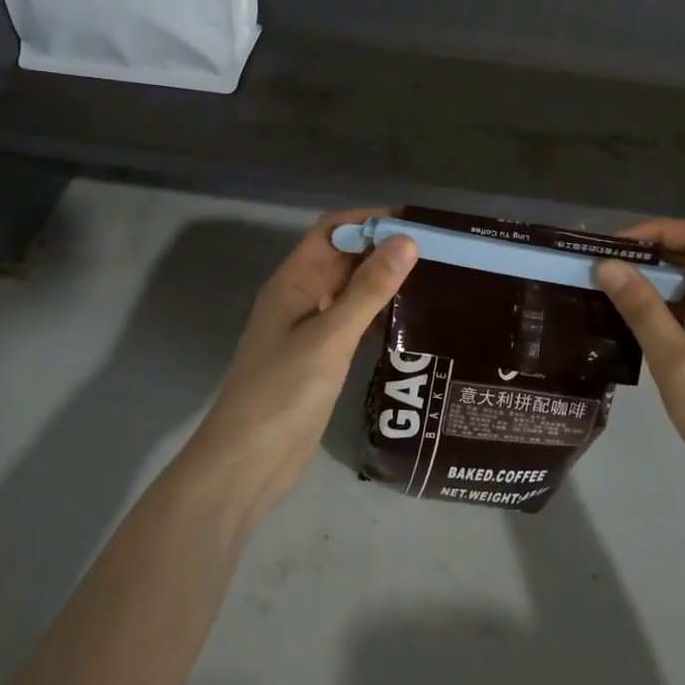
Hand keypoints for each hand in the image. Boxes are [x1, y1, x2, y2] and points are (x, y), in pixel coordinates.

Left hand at [184, 209, 417, 519]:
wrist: (247, 464)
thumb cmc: (283, 392)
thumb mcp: (330, 337)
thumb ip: (369, 289)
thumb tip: (407, 240)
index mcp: (293, 282)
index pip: (332, 231)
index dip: (369, 219)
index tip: (415, 221)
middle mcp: (301, 298)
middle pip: (343, 258)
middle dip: (382, 247)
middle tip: (436, 250)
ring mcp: (310, 330)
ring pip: (350, 290)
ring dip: (383, 280)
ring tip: (432, 277)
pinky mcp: (321, 359)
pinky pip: (353, 322)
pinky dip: (378, 313)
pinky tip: (410, 319)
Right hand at [594, 220, 684, 508]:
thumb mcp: (676, 362)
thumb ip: (642, 309)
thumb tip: (607, 265)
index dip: (654, 232)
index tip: (613, 248)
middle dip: (646, 260)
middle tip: (600, 272)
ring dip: (651, 288)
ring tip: (606, 297)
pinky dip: (662, 314)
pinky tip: (630, 329)